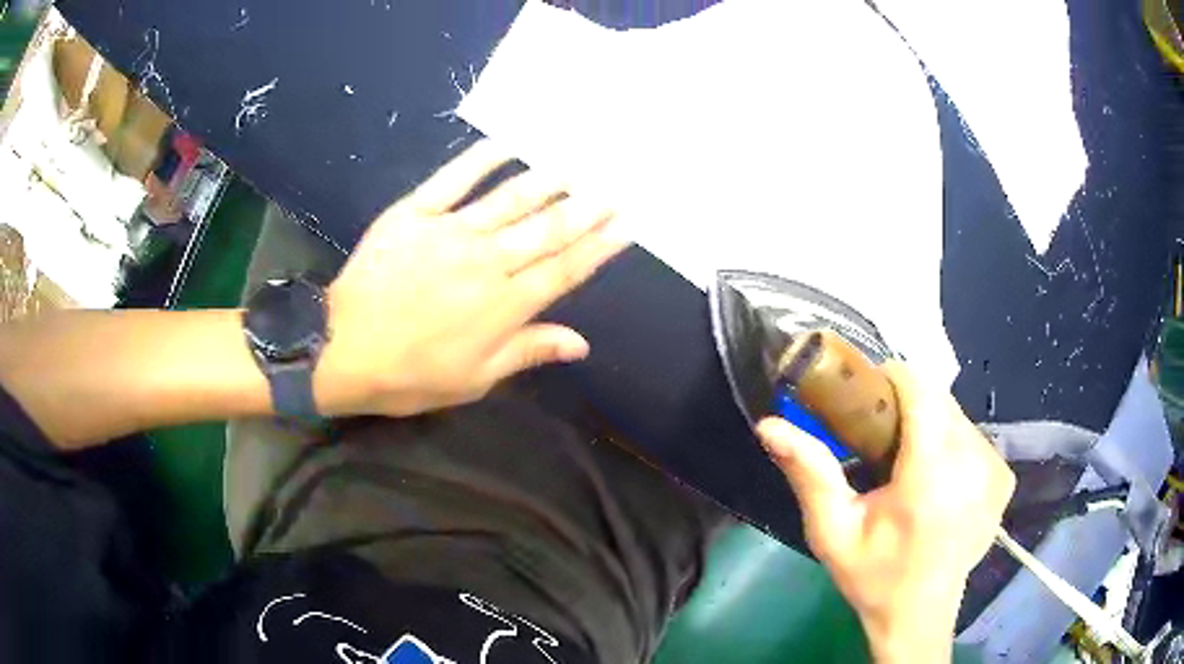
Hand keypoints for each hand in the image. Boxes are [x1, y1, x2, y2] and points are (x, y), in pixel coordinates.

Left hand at [314, 140, 626, 416]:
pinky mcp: (415, 214)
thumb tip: (581, 343)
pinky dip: (481, 159)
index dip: (598, 247)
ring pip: (511, 200)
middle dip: (586, 209)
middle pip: (547, 230)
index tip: (625, 226)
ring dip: (548, 181)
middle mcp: (486, 262)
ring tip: (575, 167)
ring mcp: (450, 232)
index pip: (564, 270)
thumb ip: (528, 351)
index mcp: (504, 306)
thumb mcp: (475, 378)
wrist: (341, 349)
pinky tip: (506, 145)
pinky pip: (453, 179)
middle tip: (613, 190)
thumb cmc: (410, 374)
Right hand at [757, 363, 1014, 663]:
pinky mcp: (1004, 479)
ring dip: (931, 426)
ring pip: (958, 416)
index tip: (868, 402)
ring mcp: (995, 470)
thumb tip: (768, 425)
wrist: (919, 617)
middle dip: (908, 407)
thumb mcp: (832, 531)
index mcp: (931, 475)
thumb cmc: (873, 577)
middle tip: (881, 446)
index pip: (920, 388)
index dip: (891, 380)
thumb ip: (808, 473)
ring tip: (909, 468)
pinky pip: (974, 438)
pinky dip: (953, 446)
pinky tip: (939, 483)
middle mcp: (974, 463)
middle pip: (940, 399)